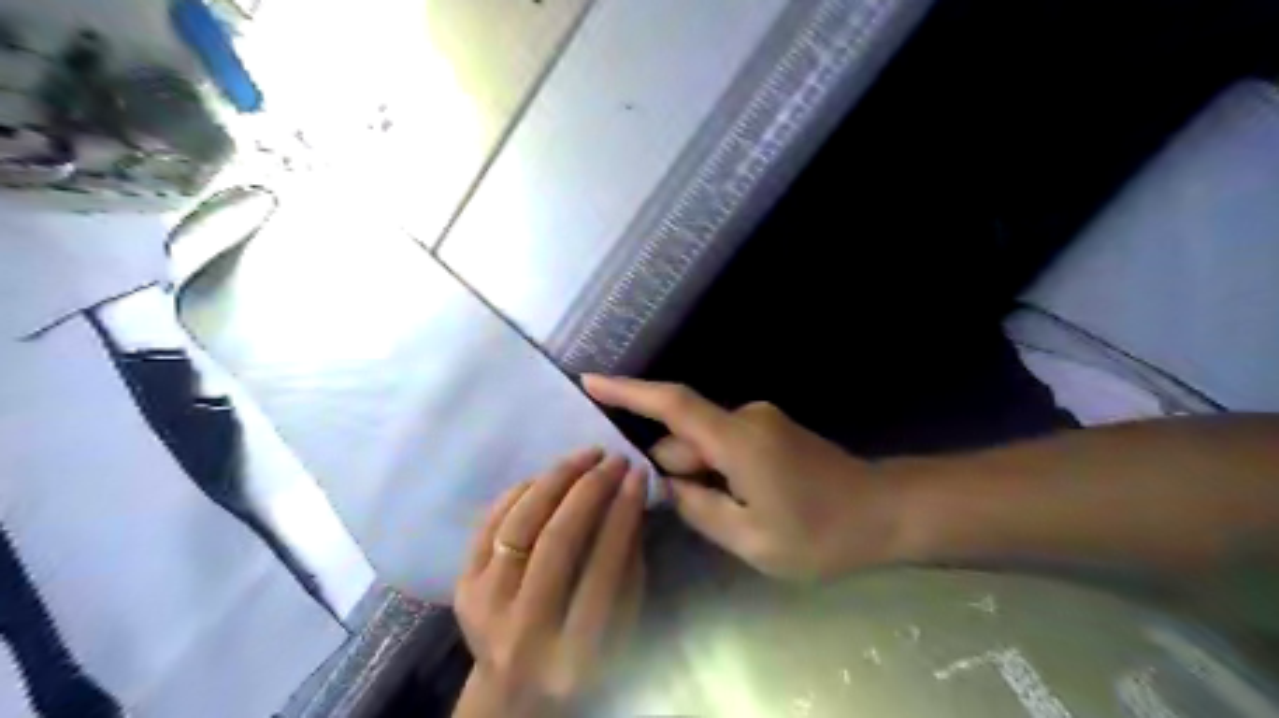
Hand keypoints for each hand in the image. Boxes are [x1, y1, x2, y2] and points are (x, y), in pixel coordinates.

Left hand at [452, 453, 651, 715]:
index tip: (639, 473)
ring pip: (520, 524)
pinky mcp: (462, 588)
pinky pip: (491, 523)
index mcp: (575, 653)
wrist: (513, 691)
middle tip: (613, 458)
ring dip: (556, 479)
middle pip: (557, 540)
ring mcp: (484, 607)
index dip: (623, 513)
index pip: (604, 567)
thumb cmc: (583, 658)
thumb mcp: (621, 625)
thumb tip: (630, 496)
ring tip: (585, 456)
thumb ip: (628, 565)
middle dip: (590, 488)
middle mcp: (524, 631)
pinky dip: (522, 491)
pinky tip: (549, 475)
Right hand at [583, 376, 897, 577]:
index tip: (589, 381)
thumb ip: (699, 509)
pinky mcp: (771, 430)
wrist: (886, 512)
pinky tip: (740, 503)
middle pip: (686, 436)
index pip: (672, 404)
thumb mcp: (751, 538)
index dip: (628, 391)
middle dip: (675, 471)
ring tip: (730, 517)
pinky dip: (718, 470)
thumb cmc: (822, 533)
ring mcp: (760, 422)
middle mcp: (745, 418)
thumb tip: (667, 485)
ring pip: (706, 444)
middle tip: (689, 514)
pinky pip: (726, 445)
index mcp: (737, 440)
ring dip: (701, 475)